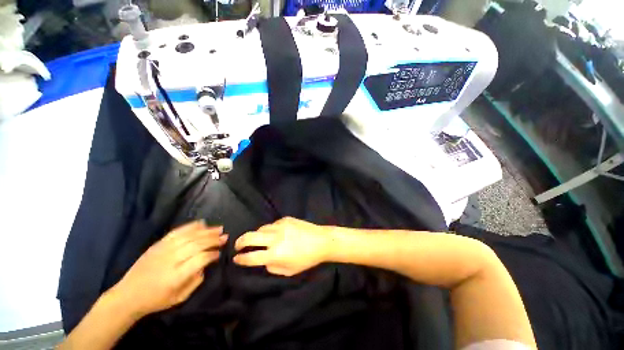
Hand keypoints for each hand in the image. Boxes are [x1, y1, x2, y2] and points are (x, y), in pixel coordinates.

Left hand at [108, 221, 226, 317]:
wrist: (127, 295)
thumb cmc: (156, 300)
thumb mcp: (180, 297)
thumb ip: (196, 281)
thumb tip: (205, 264)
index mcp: (176, 276)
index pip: (200, 259)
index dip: (212, 254)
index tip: (219, 253)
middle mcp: (170, 260)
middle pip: (197, 244)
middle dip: (213, 239)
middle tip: (225, 237)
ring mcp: (163, 250)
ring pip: (189, 236)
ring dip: (206, 231)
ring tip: (219, 229)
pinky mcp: (158, 244)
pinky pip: (177, 231)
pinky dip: (191, 226)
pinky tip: (202, 223)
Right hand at [233, 217, 331, 275]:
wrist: (321, 240)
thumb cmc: (307, 259)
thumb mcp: (289, 271)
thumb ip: (272, 267)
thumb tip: (263, 260)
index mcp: (275, 254)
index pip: (251, 257)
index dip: (240, 259)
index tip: (236, 259)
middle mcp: (275, 238)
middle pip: (249, 237)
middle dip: (239, 242)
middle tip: (238, 246)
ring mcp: (280, 226)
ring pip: (260, 229)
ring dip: (255, 235)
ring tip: (257, 240)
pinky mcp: (286, 219)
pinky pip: (272, 224)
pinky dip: (269, 230)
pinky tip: (274, 234)